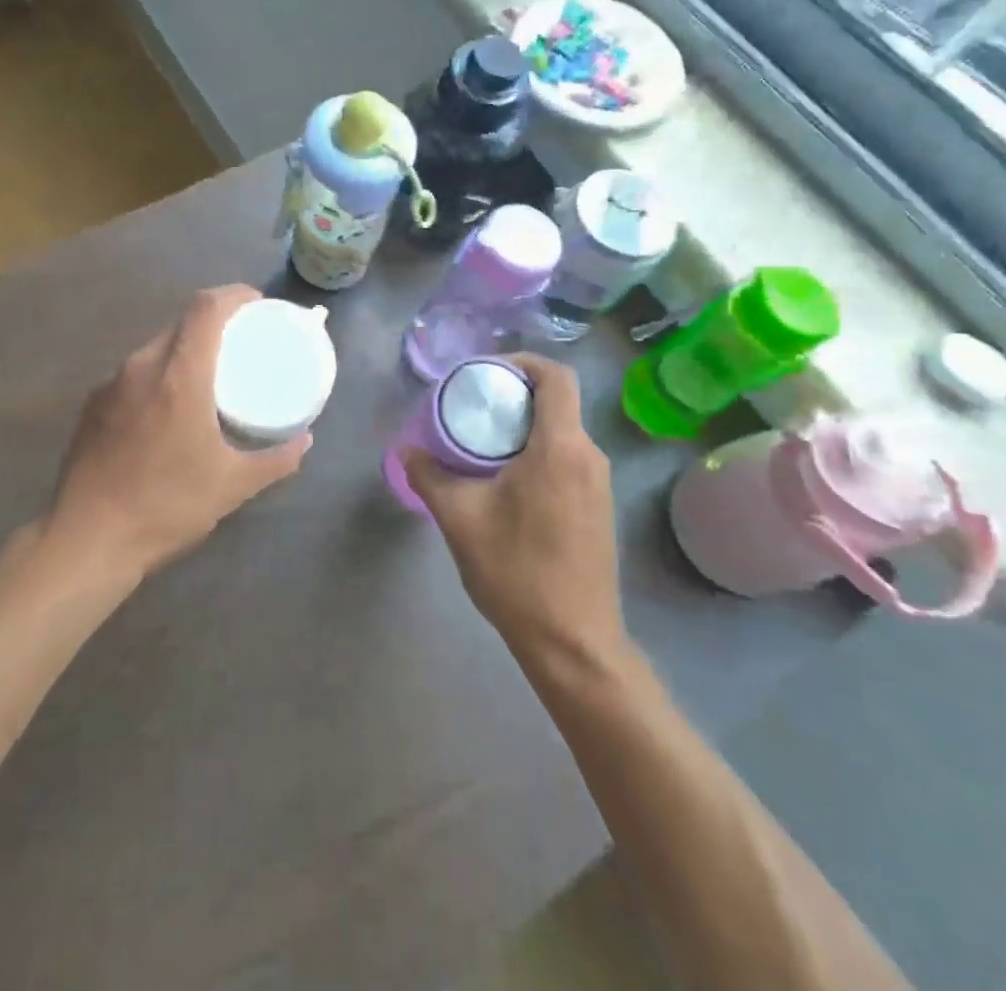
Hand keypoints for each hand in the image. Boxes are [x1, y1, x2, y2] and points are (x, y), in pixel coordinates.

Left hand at [47, 286, 311, 580]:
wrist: (86, 540)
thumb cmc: (166, 506)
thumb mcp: (233, 486)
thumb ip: (276, 460)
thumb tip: (306, 441)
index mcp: (179, 375)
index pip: (207, 308)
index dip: (235, 295)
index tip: (258, 305)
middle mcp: (142, 367)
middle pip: (182, 323)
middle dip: (214, 323)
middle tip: (241, 345)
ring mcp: (111, 385)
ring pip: (155, 347)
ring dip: (185, 350)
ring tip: (207, 378)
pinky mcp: (92, 406)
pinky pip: (133, 374)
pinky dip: (159, 376)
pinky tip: (167, 410)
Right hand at [405, 355, 626, 669]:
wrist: (573, 642)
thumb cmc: (516, 573)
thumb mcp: (460, 519)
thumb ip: (429, 475)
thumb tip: (406, 448)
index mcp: (560, 448)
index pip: (555, 376)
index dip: (521, 362)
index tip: (484, 372)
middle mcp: (588, 455)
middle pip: (557, 401)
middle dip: (513, 395)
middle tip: (470, 407)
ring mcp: (599, 483)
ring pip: (562, 431)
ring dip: (524, 426)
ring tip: (481, 443)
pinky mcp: (600, 506)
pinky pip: (569, 457)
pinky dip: (538, 451)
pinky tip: (506, 479)